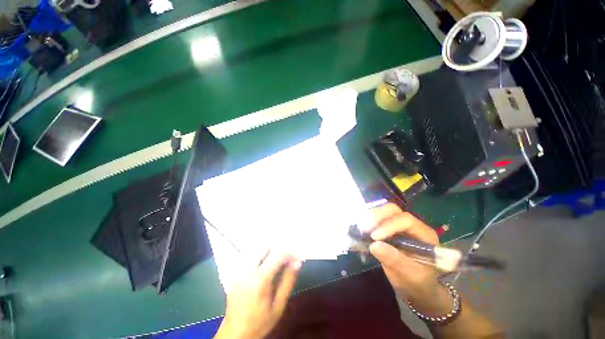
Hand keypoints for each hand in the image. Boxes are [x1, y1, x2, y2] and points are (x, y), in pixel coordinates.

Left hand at [215, 251, 300, 338]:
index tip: (296, 257)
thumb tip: (297, 261)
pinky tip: (264, 267)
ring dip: (269, 253)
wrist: (235, 333)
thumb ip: (288, 281)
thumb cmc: (260, 322)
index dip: (289, 252)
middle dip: (278, 251)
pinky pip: (250, 256)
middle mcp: (247, 270)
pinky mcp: (235, 272)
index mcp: (259, 279)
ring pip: (257, 250)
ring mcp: (239, 270)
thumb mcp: (278, 305)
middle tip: (285, 261)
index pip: (277, 254)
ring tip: (276, 264)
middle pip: (266, 248)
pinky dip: (260, 256)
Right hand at [366, 203, 451, 315]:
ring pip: (383, 211)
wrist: (415, 286)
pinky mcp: (388, 228)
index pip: (405, 220)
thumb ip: (395, 260)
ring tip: (361, 229)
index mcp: (424, 234)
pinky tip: (360, 230)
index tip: (374, 237)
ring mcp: (398, 225)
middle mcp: (411, 225)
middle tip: (364, 228)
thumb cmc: (417, 282)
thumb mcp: (410, 276)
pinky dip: (367, 222)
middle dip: (377, 217)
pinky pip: (377, 219)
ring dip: (370, 218)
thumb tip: (373, 245)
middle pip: (393, 210)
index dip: (389, 225)